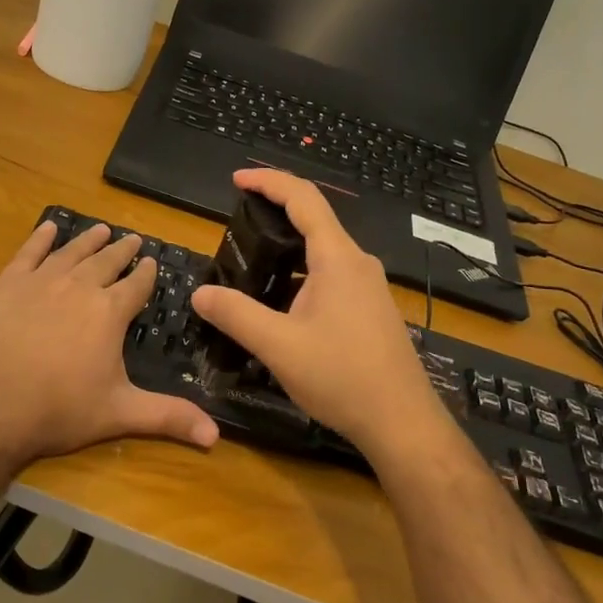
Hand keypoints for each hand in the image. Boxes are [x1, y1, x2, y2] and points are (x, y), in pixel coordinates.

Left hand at [0, 220, 219, 468]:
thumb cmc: (58, 410)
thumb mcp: (119, 414)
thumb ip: (168, 417)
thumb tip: (215, 435)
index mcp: (109, 312)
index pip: (136, 285)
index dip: (147, 274)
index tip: (153, 262)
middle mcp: (79, 286)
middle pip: (107, 261)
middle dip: (123, 251)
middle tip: (133, 239)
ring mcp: (41, 281)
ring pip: (72, 252)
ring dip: (89, 239)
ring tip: (101, 229)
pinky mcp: (8, 284)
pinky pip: (29, 253)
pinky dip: (41, 238)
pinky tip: (48, 228)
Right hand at [190, 169, 441, 454]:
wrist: (403, 423)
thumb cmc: (342, 377)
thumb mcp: (278, 346)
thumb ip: (236, 315)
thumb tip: (199, 293)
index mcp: (337, 258)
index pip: (303, 199)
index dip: (268, 181)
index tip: (236, 179)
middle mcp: (357, 263)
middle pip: (314, 220)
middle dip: (274, 213)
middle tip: (236, 223)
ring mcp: (368, 287)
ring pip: (322, 252)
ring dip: (286, 250)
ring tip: (250, 265)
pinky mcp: (371, 309)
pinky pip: (331, 275)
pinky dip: (300, 274)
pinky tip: (280, 303)